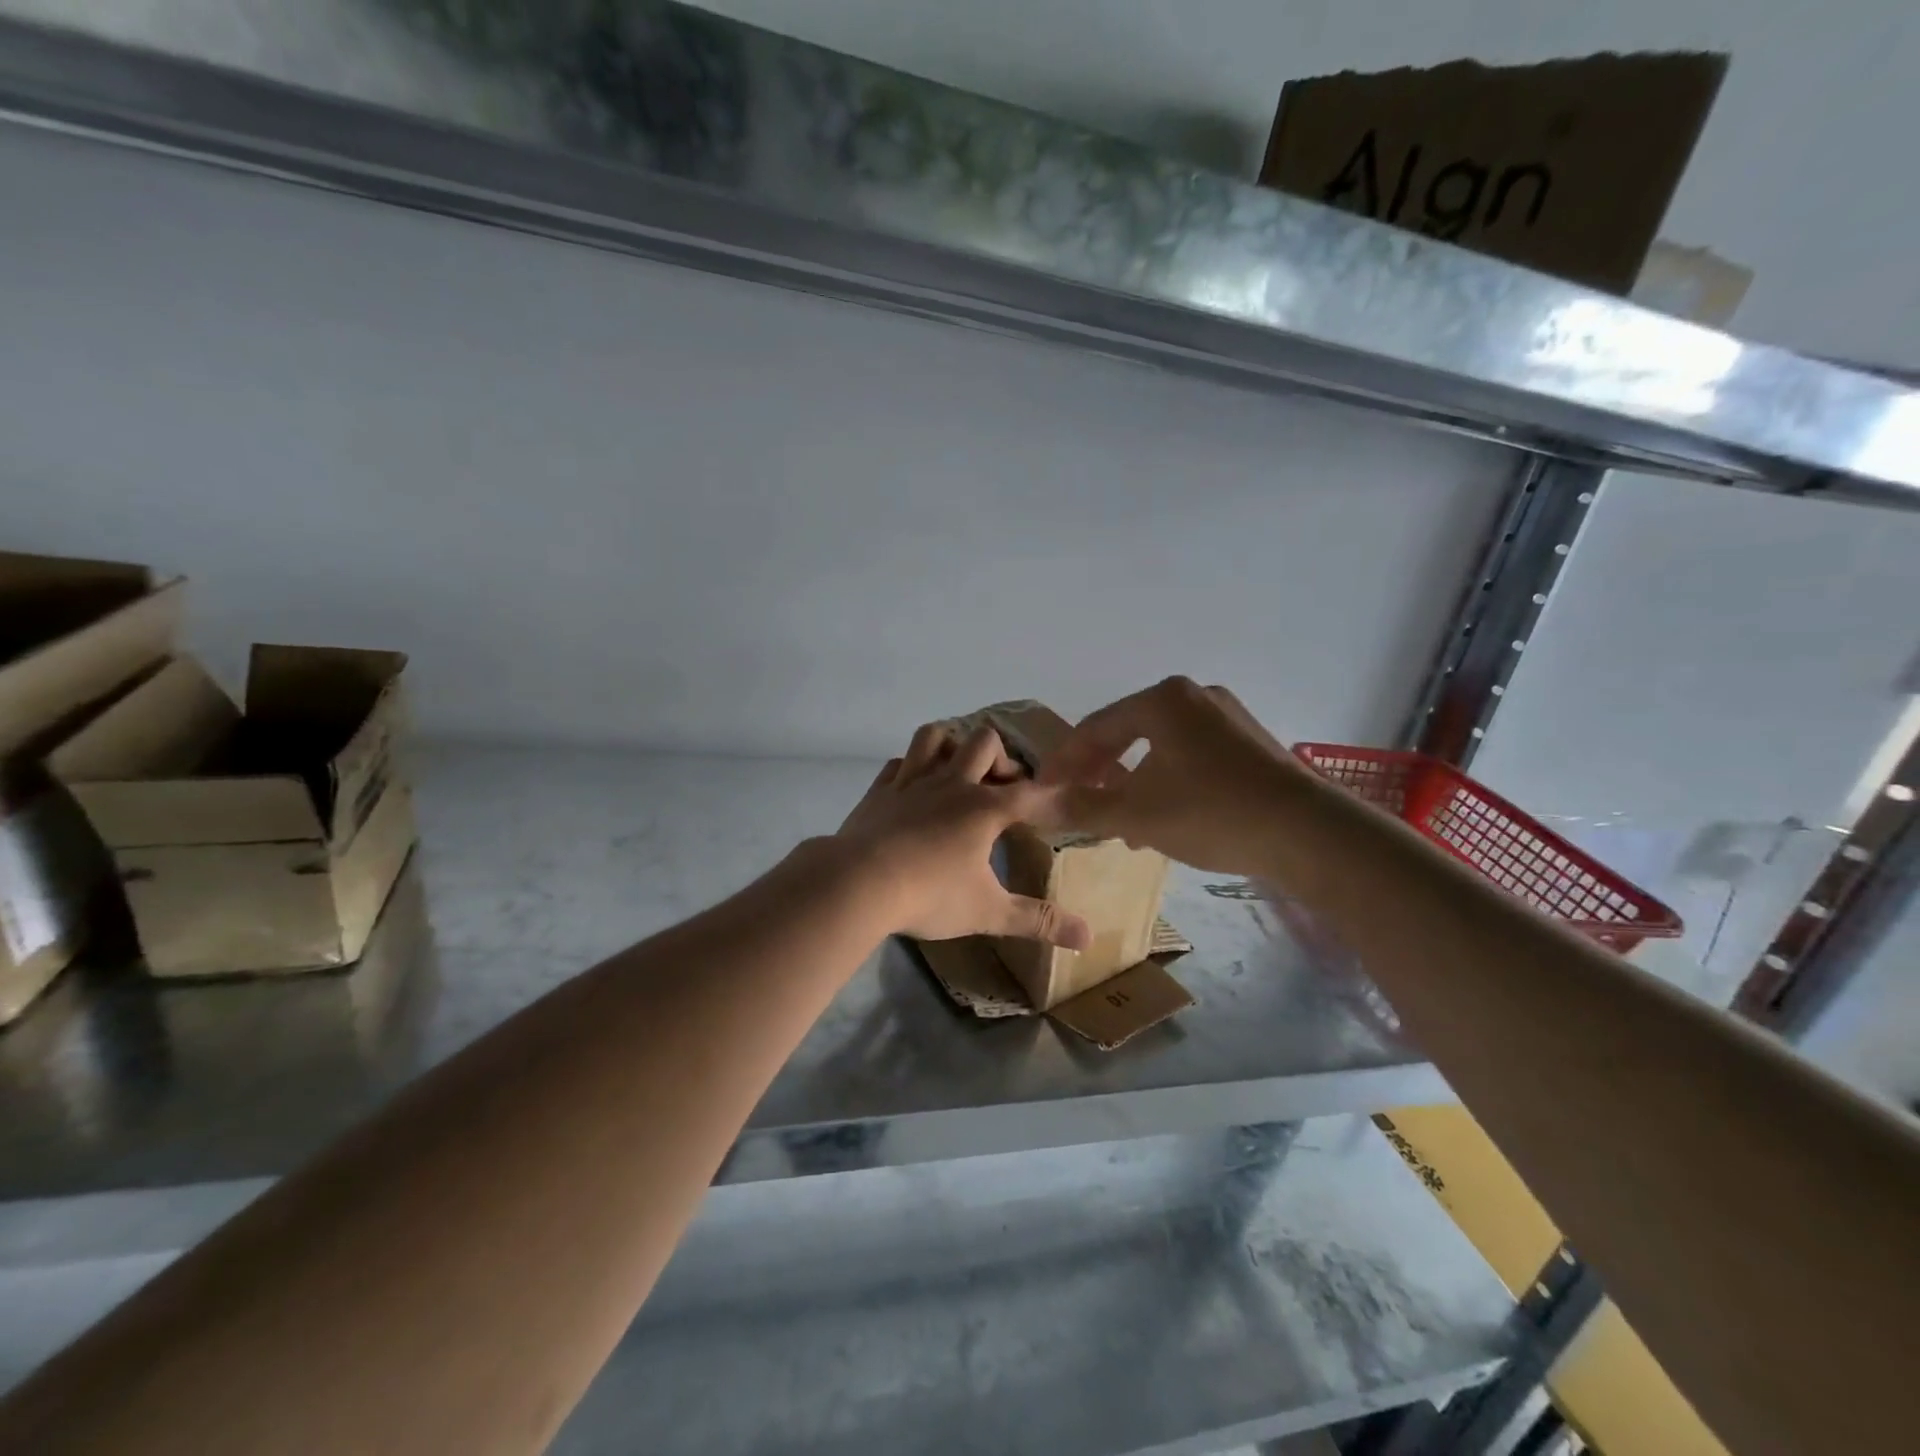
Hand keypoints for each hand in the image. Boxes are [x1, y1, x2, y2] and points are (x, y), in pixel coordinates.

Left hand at [835, 721, 1092, 948]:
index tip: (1067, 805)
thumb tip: (1088, 938)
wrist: (857, 883)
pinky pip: (899, 761)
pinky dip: (912, 766)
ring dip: (952, 746)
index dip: (1053, 798)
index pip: (1031, 794)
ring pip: (935, 736)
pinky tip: (915, 785)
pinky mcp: (879, 790)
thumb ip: (1037, 921)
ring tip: (959, 773)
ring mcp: (911, 781)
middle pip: (985, 743)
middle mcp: (951, 783)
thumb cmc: (929, 895)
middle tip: (1002, 791)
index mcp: (984, 808)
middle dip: (1001, 760)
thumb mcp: (988, 912)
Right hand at [1039, 677, 1310, 875]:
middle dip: (1098, 772)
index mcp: (1162, 700)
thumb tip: (1034, 804)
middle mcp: (1194, 696)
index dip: (1063, 763)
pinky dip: (1165, 781)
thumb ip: (1080, 806)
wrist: (1308, 834)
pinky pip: (1190, 756)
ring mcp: (1227, 717)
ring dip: (1131, 782)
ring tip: (1116, 819)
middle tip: (1077, 802)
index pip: (1094, 728)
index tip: (1043, 791)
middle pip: (1127, 733)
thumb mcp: (1135, 814)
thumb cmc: (1210, 813)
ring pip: (1159, 747)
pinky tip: (1162, 817)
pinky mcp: (1250, 742)